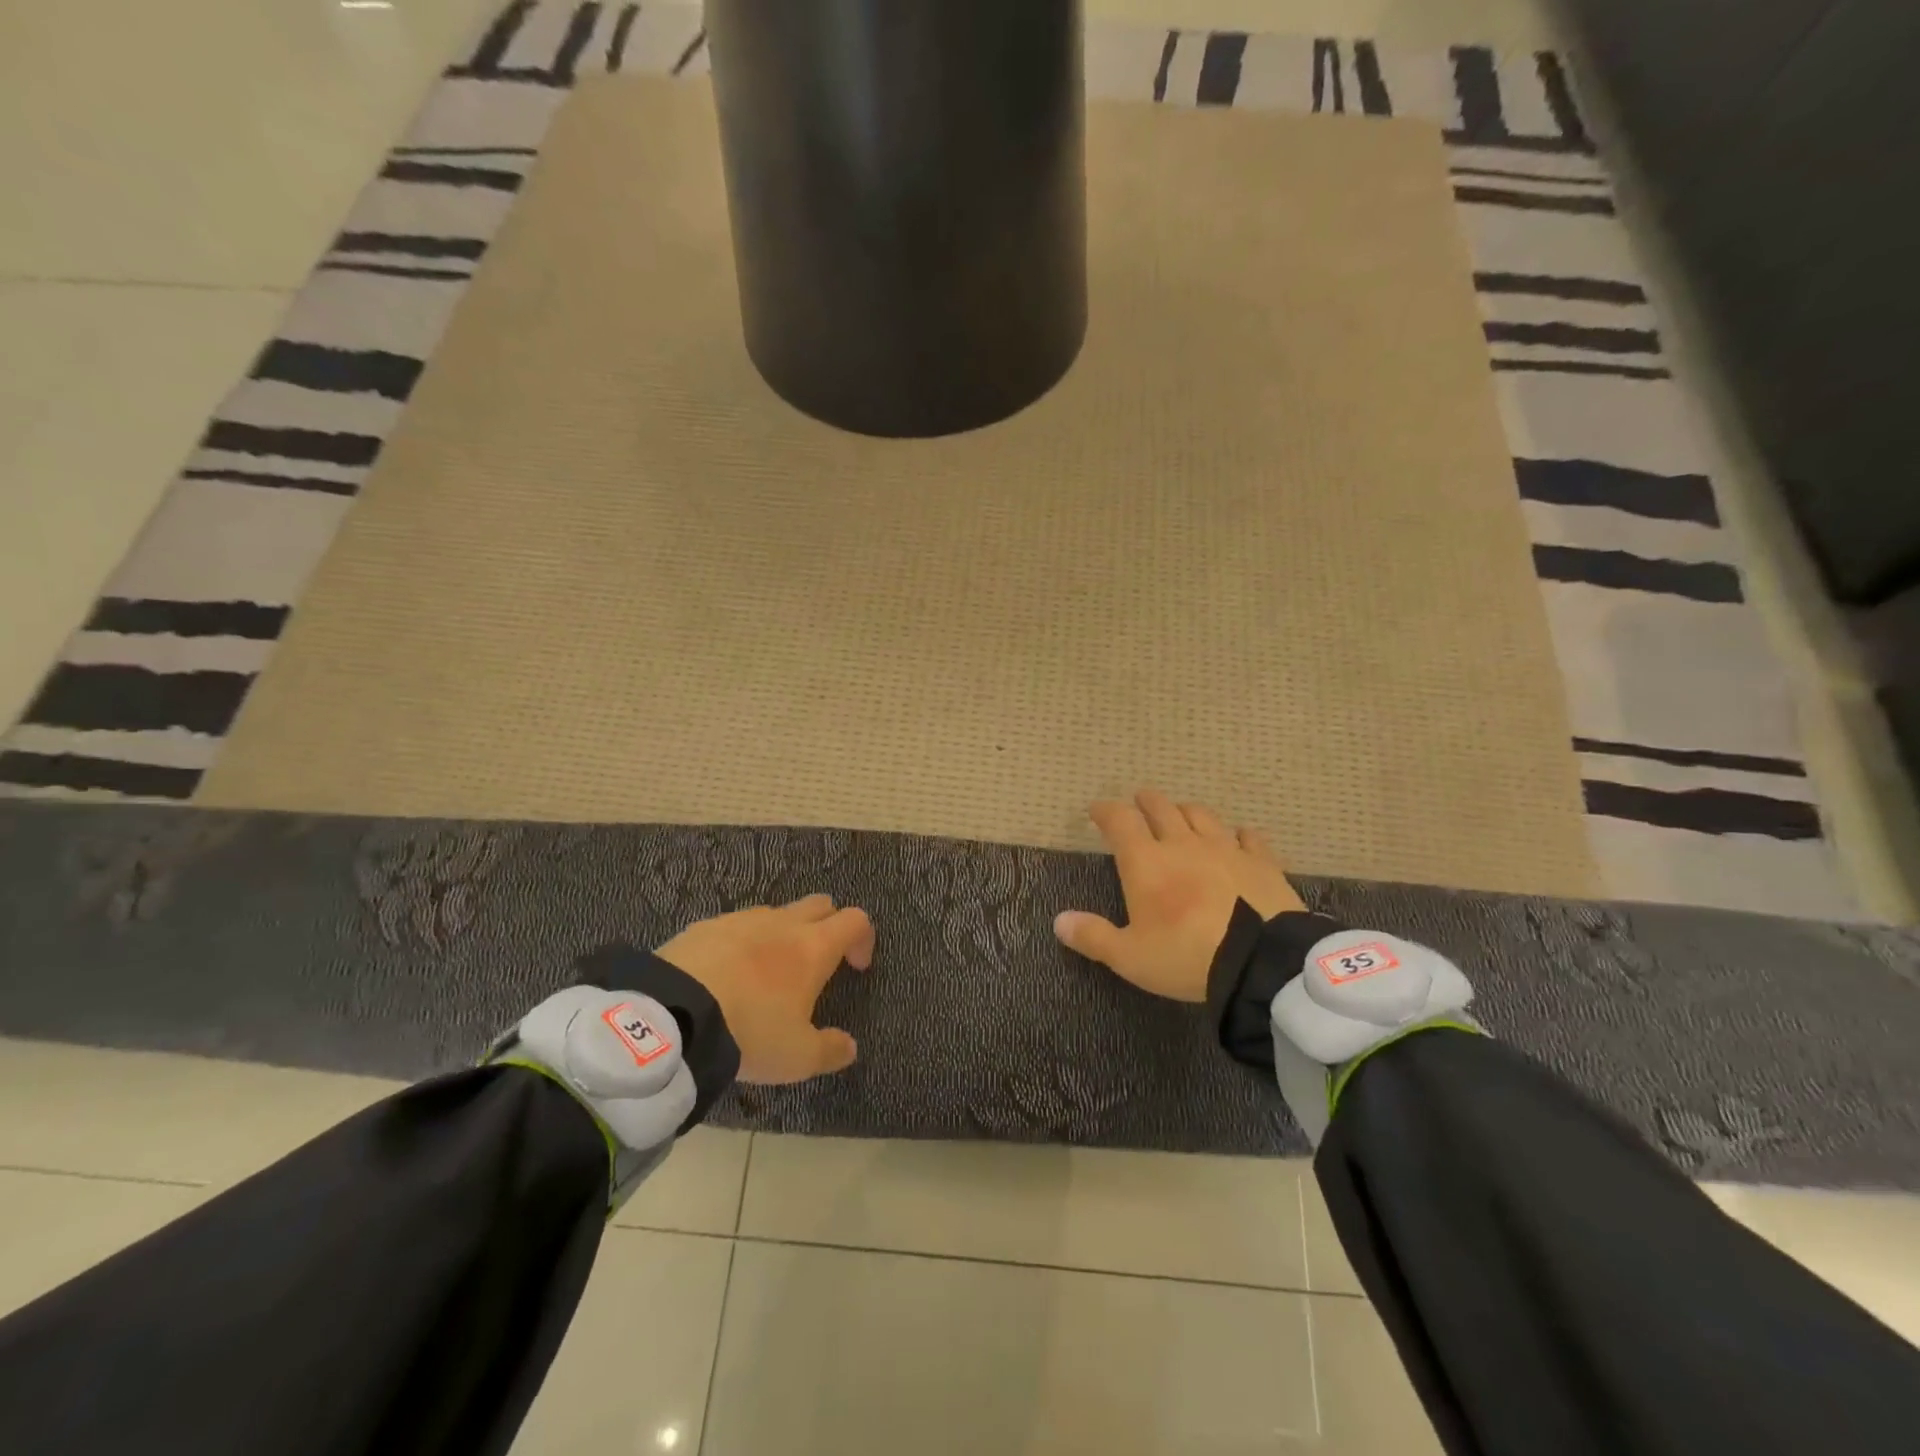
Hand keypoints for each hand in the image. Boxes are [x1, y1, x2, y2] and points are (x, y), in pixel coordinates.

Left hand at [656, 896, 873, 1083]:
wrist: (672, 1015)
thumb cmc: (749, 1031)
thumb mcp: (796, 1057)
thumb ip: (830, 1050)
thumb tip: (850, 1047)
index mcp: (813, 947)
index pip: (855, 920)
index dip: (863, 939)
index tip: (856, 968)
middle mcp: (782, 923)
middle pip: (819, 904)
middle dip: (827, 926)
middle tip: (817, 965)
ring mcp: (742, 919)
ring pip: (776, 913)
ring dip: (783, 934)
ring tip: (767, 974)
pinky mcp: (705, 926)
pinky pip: (736, 926)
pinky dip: (742, 943)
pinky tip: (725, 975)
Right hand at [1054, 789, 1304, 1001]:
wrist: (1261, 961)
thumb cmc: (1186, 956)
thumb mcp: (1129, 957)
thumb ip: (1093, 937)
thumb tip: (1058, 921)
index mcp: (1146, 862)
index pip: (1120, 821)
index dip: (1105, 810)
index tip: (1096, 810)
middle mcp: (1182, 844)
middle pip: (1161, 808)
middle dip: (1145, 802)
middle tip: (1138, 802)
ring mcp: (1225, 848)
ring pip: (1201, 815)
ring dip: (1185, 811)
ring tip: (1180, 814)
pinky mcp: (1261, 861)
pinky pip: (1248, 836)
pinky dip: (1237, 834)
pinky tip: (1238, 837)